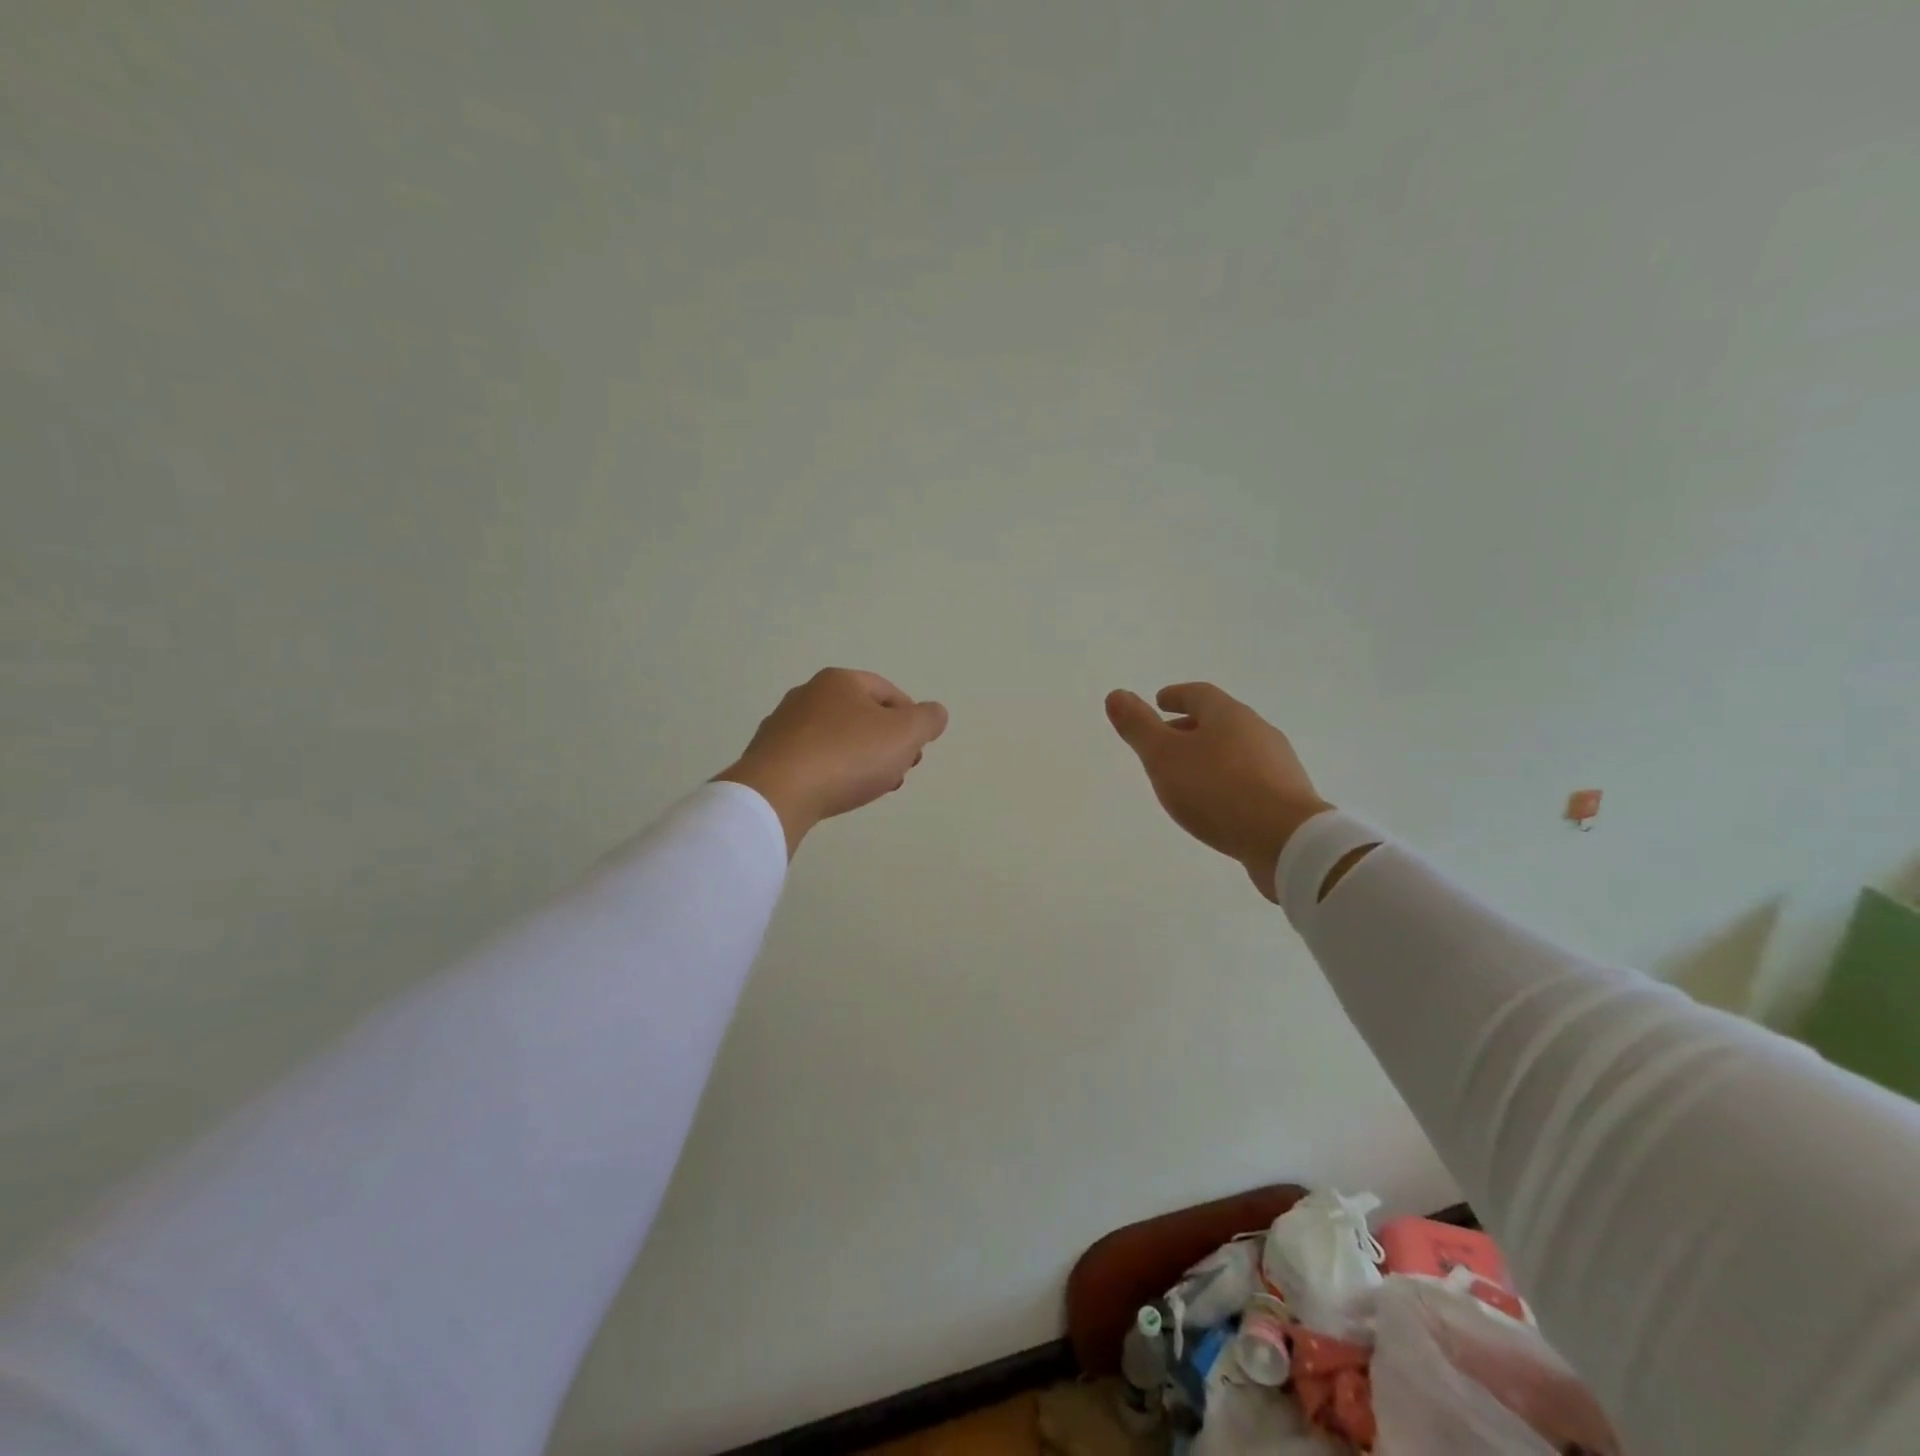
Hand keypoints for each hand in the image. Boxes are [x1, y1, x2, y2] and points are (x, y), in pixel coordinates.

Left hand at [716, 668, 949, 855]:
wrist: (778, 793)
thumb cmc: (847, 756)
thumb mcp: (905, 734)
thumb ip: (927, 720)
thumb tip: (935, 713)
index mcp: (840, 681)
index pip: (887, 693)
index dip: (910, 720)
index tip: (917, 750)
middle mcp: (807, 694)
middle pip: (861, 716)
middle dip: (886, 743)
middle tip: (898, 771)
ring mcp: (783, 725)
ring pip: (837, 739)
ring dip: (860, 760)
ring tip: (870, 787)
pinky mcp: (768, 756)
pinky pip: (812, 760)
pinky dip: (830, 772)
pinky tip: (836, 793)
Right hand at [1105, 682, 1331, 901]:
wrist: (1287, 841)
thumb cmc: (1217, 791)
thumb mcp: (1164, 757)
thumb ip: (1139, 726)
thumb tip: (1116, 694)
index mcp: (1228, 715)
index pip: (1198, 694)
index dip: (1176, 696)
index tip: (1159, 702)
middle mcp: (1258, 731)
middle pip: (1219, 721)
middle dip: (1190, 728)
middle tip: (1165, 743)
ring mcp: (1277, 764)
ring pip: (1236, 750)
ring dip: (1210, 757)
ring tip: (1187, 777)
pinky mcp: (1288, 797)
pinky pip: (1250, 779)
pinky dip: (1227, 782)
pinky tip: (1217, 805)